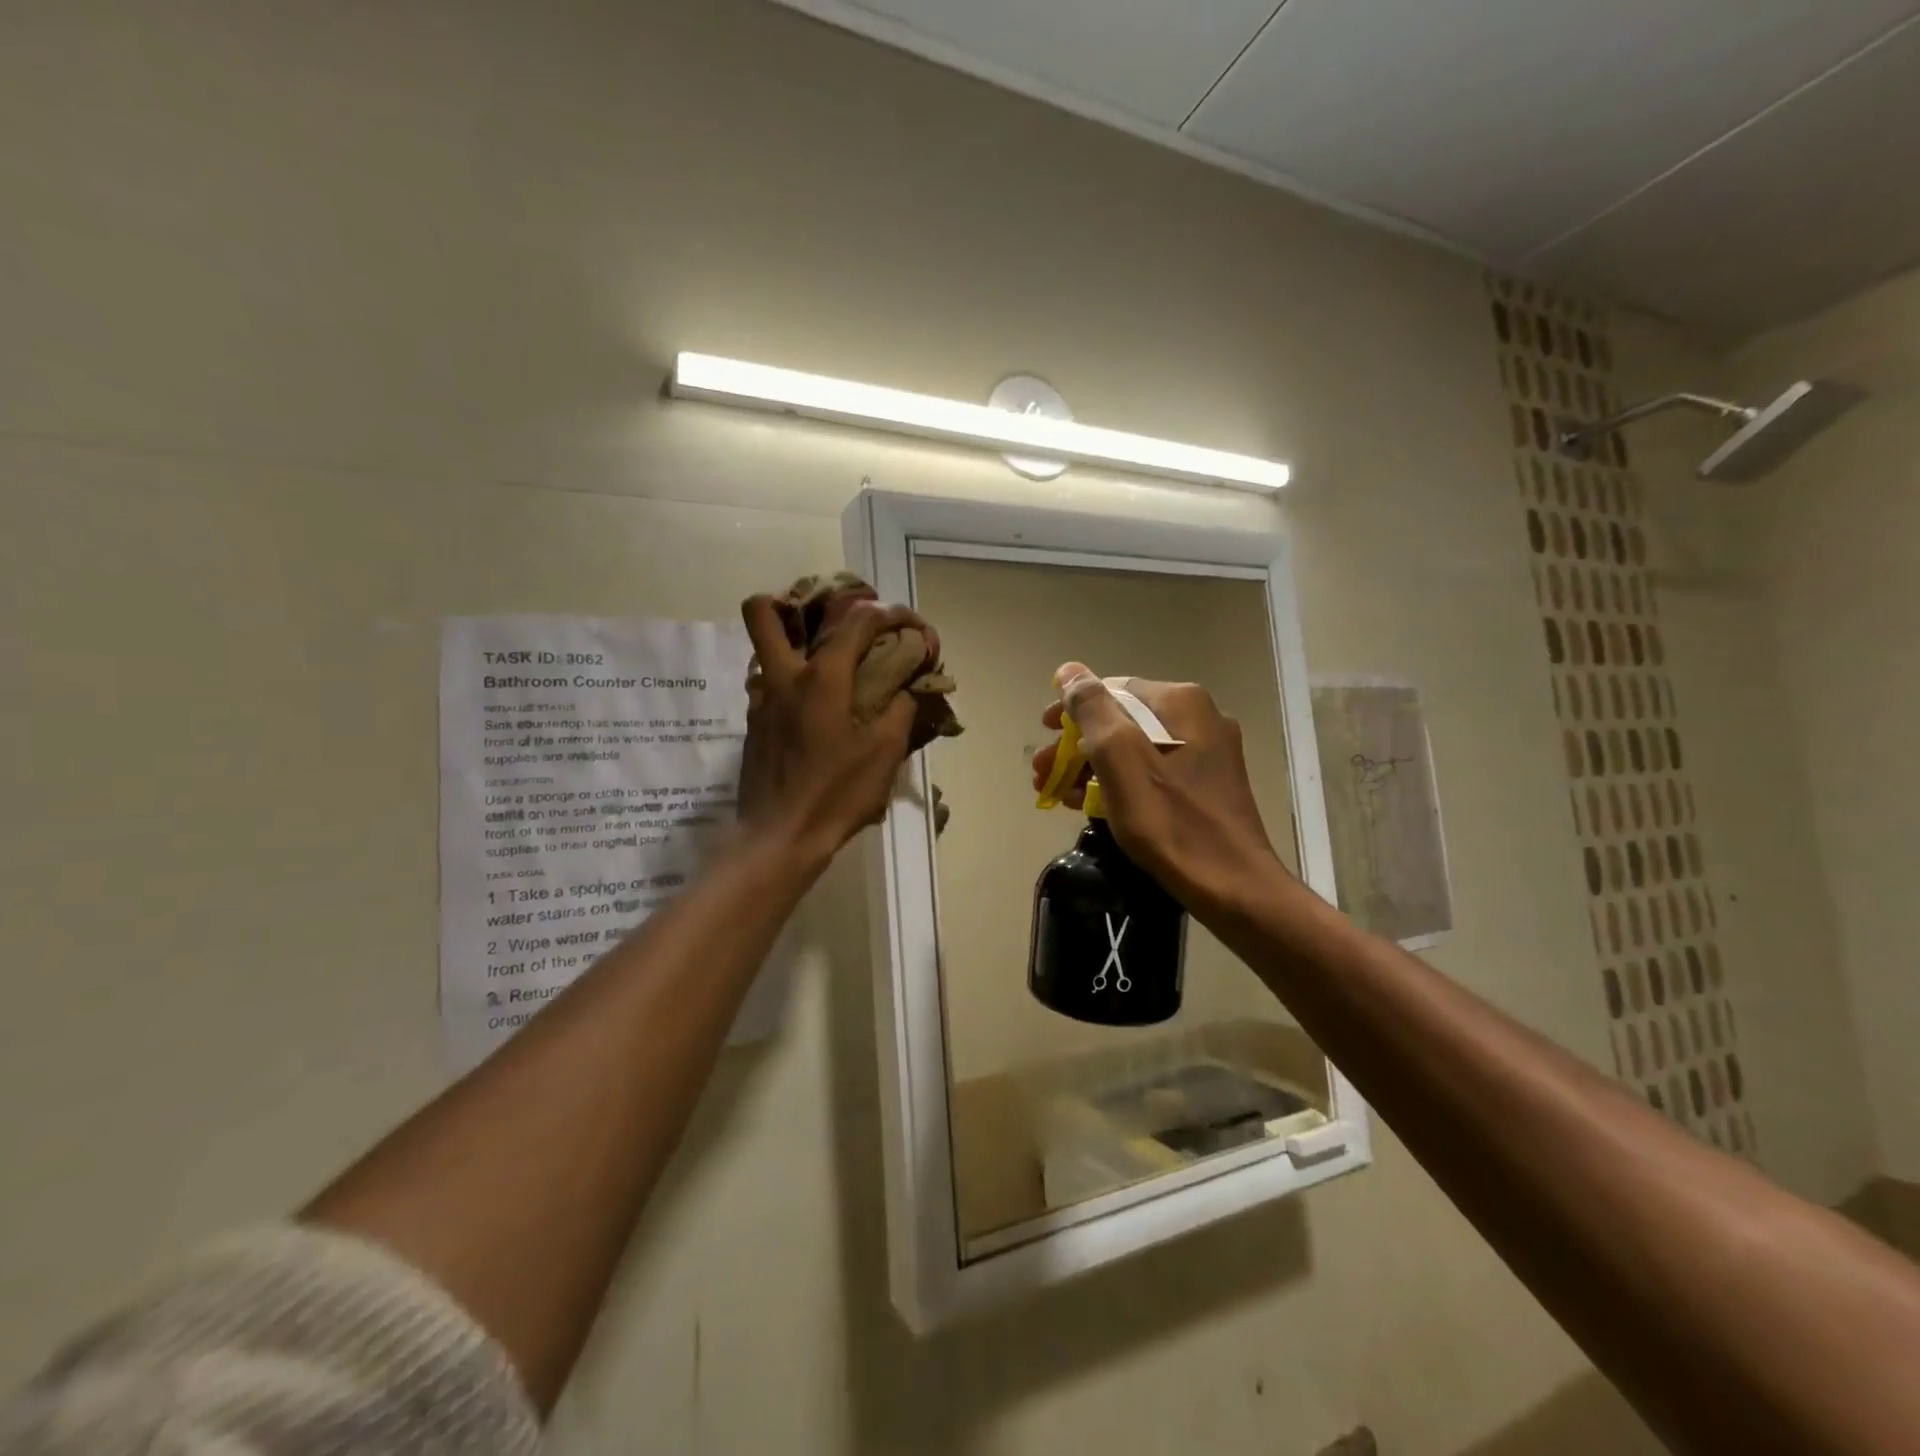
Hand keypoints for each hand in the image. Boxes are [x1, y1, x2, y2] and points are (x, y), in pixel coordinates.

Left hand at [737, 593, 923, 862]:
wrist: (780, 838)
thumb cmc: (837, 794)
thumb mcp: (885, 753)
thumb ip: (900, 708)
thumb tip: (908, 685)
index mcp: (821, 678)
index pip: (855, 621)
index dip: (887, 613)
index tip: (907, 625)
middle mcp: (783, 678)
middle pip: (763, 612)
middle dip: (792, 601)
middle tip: (829, 620)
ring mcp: (761, 701)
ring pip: (762, 648)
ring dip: (791, 642)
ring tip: (826, 662)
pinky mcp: (753, 726)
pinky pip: (767, 684)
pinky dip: (790, 680)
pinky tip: (814, 707)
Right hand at [1030, 663, 1285, 918]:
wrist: (1233, 887)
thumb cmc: (1171, 821)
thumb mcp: (1121, 759)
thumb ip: (1092, 710)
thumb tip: (1069, 671)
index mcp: (1180, 702)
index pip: (1110, 691)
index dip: (1070, 712)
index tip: (1042, 736)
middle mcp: (1198, 717)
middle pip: (1121, 721)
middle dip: (1076, 746)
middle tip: (1042, 773)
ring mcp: (1207, 752)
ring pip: (1134, 749)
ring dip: (1092, 767)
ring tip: (1058, 795)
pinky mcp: (1207, 785)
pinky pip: (1152, 771)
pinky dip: (1119, 783)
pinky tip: (1092, 805)